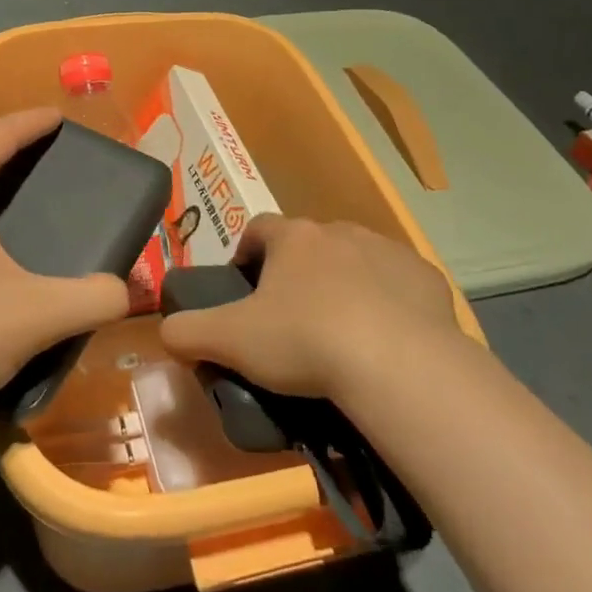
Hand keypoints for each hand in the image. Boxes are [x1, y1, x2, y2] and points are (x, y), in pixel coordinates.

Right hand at [159, 214, 466, 400]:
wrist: (397, 363)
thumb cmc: (304, 340)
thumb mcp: (231, 340)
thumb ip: (188, 331)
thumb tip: (165, 330)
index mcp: (293, 238)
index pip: (258, 228)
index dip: (245, 252)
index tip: (243, 283)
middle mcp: (340, 231)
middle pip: (309, 244)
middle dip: (298, 272)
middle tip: (292, 318)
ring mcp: (387, 250)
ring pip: (356, 259)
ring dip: (345, 283)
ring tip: (341, 332)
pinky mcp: (426, 277)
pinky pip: (399, 284)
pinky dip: (389, 302)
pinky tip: (386, 339)